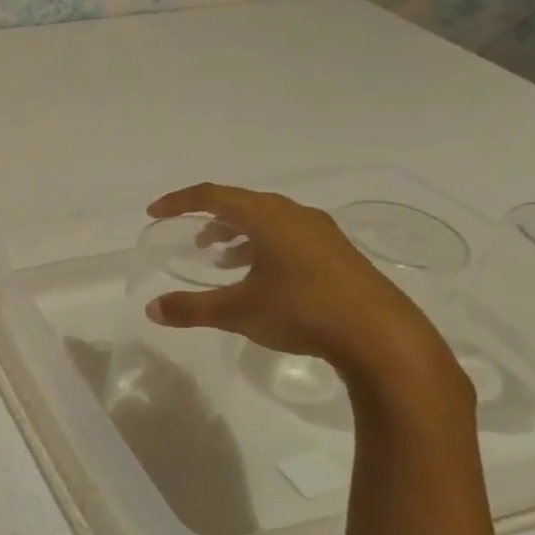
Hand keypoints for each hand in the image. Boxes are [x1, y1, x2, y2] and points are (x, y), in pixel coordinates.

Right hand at [144, 182, 453, 380]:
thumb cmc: (303, 311)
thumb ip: (192, 308)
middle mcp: (295, 216)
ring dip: (238, 234)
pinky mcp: (338, 255)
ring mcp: (322, 235)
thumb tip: (152, 310)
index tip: (155, 213)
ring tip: (219, 258)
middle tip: (189, 236)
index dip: (180, 202)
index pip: (213, 196)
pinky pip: (289, 237)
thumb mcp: (238, 311)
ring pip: (268, 221)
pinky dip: (263, 247)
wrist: (382, 338)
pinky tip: (259, 277)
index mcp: (268, 218)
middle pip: (243, 203)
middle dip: (210, 217)